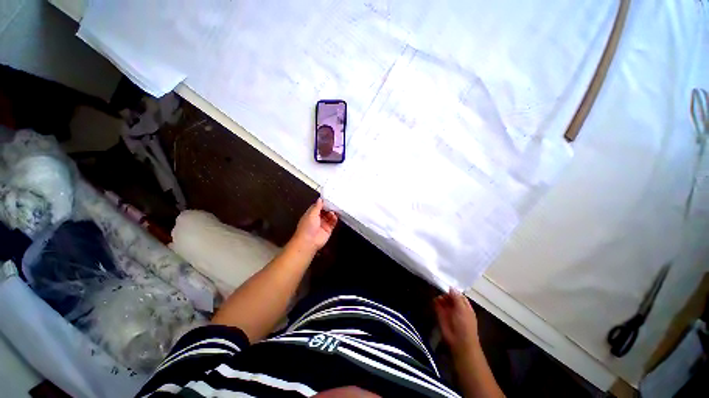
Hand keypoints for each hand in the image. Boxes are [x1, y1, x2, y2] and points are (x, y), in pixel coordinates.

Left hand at [291, 198, 337, 252]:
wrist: (308, 242)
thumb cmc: (307, 228)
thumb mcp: (311, 214)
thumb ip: (317, 206)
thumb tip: (320, 199)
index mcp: (311, 214)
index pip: (318, 206)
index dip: (323, 203)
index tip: (328, 199)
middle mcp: (317, 219)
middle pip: (325, 211)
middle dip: (329, 207)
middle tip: (334, 203)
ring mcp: (323, 224)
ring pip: (330, 216)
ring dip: (332, 213)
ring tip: (335, 210)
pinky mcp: (328, 230)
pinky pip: (333, 223)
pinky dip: (335, 219)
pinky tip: (336, 216)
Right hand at [434, 289, 479, 355]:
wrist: (459, 342)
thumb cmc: (464, 325)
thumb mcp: (462, 309)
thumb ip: (456, 298)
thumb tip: (451, 287)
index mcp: (465, 307)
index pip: (459, 295)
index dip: (453, 290)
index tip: (446, 284)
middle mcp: (456, 308)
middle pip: (450, 297)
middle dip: (445, 293)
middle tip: (439, 288)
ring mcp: (448, 312)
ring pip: (443, 301)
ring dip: (440, 297)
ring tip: (436, 295)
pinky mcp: (441, 315)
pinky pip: (437, 306)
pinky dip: (435, 302)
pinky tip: (433, 300)